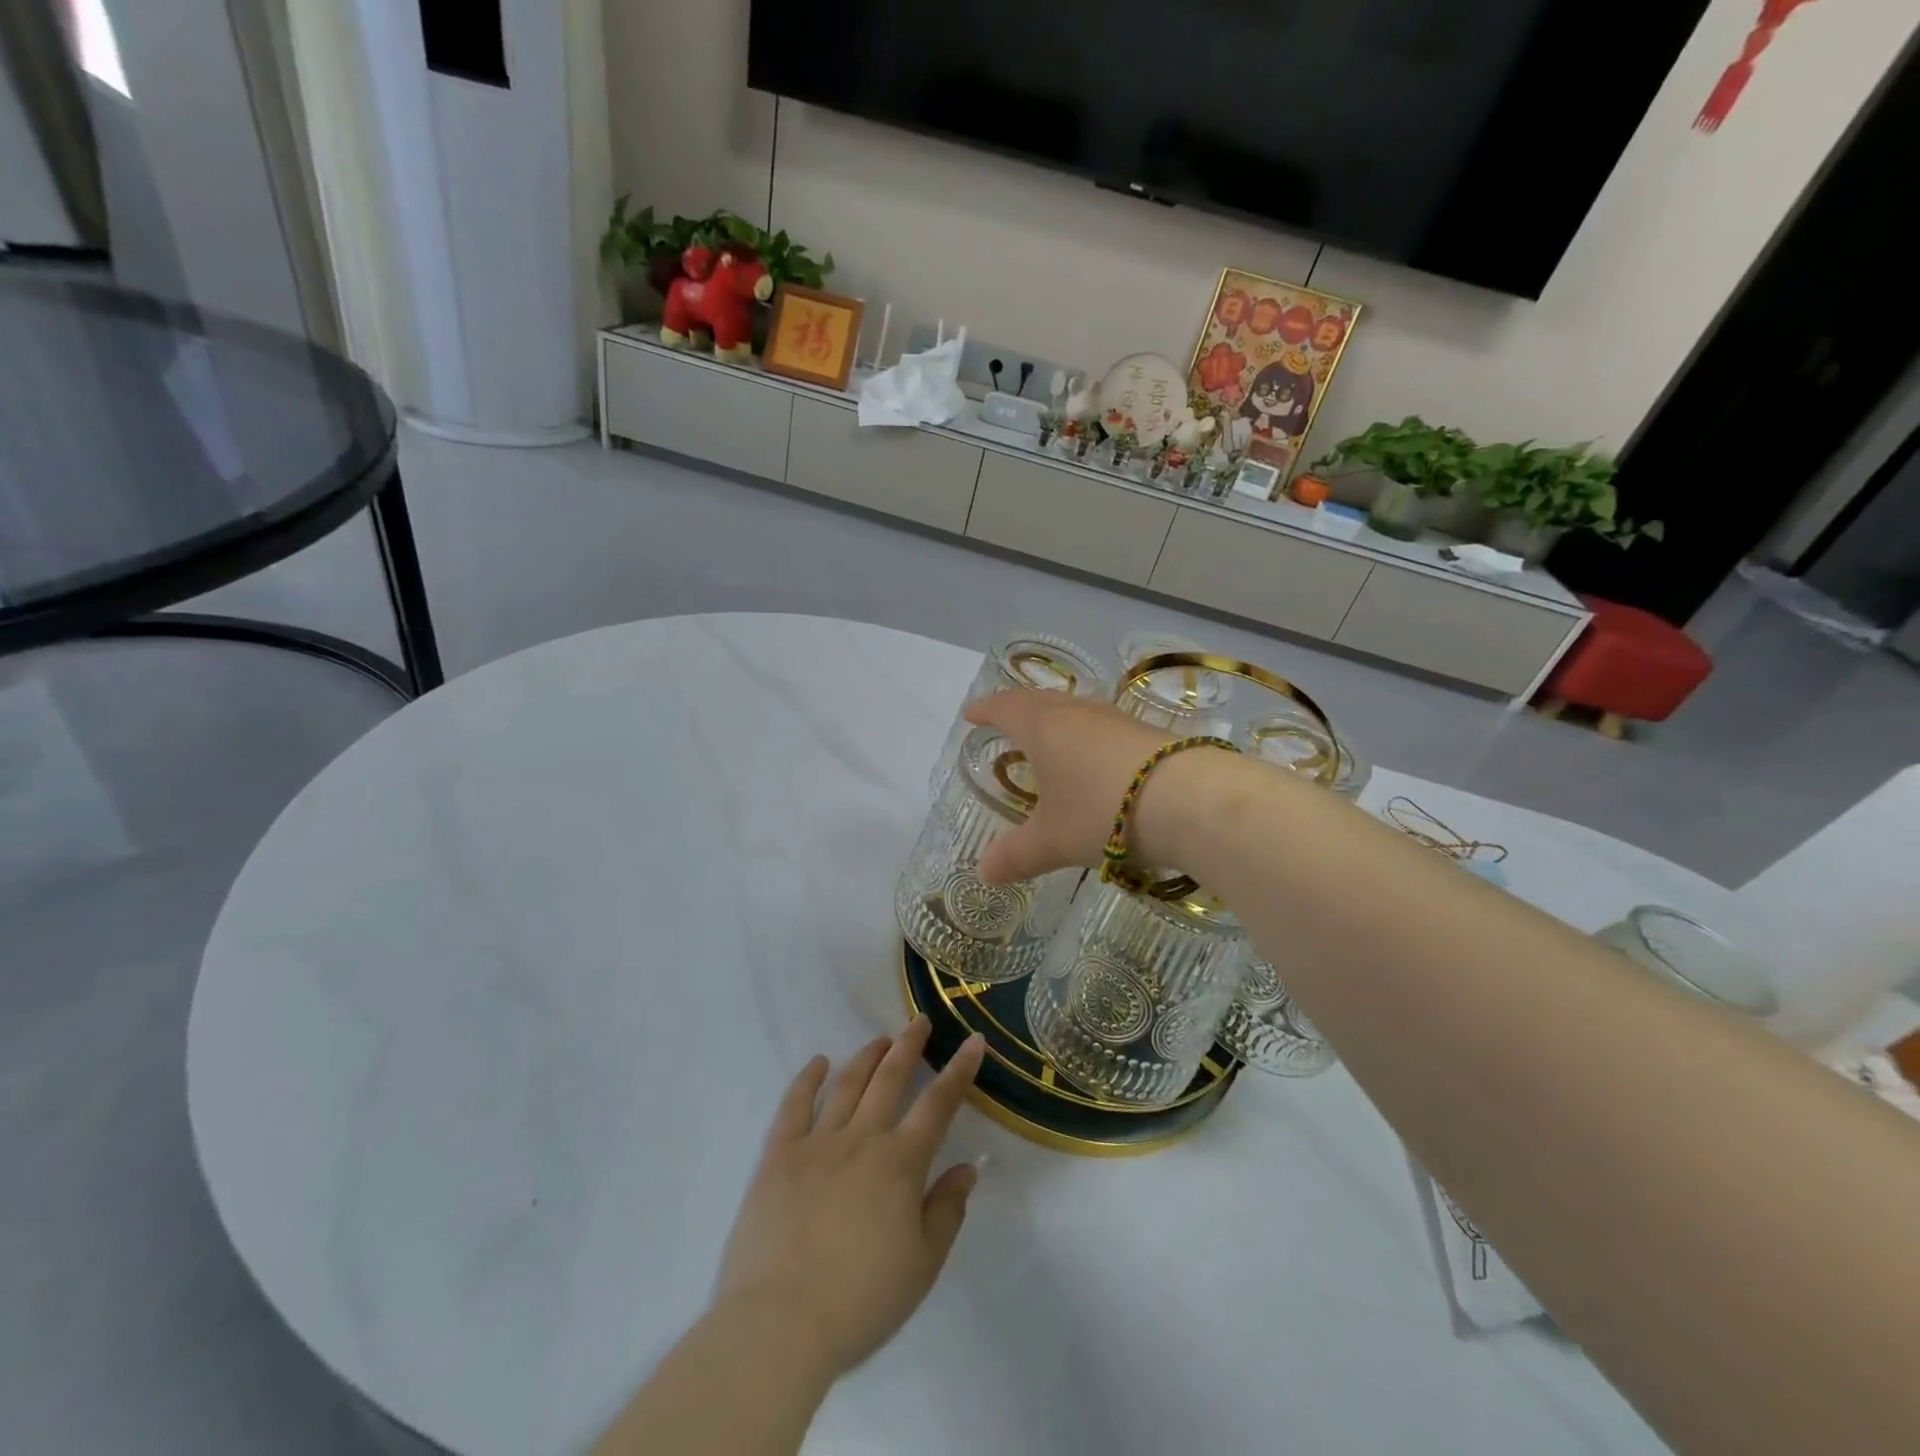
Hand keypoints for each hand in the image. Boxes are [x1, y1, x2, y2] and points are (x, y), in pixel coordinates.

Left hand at [713, 1019, 987, 1380]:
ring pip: (847, 1084)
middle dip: (909, 1046)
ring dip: (867, 1056)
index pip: (938, 1104)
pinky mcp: (779, 1155)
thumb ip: (947, 1210)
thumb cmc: (861, 1300)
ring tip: (880, 1040)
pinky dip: (807, 1079)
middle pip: (890, 1078)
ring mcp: (817, 1141)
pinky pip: (794, 1105)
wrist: (781, 1323)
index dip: (959, 1070)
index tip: (973, 1041)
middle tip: (920, 1022)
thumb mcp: (922, 1265)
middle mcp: (862, 1138)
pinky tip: (819, 1062)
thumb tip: (968, 1168)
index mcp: (901, 1162)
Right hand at [963, 689, 1235, 883]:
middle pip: (1040, 701)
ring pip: (1077, 712)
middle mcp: (1078, 714)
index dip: (985, 710)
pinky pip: (1104, 728)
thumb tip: (983, 873)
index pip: (1005, 707)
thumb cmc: (1102, 811)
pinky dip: (1088, 738)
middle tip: (1006, 723)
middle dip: (1019, 710)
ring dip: (1057, 722)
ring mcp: (1117, 721)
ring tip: (1050, 741)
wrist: (1191, 800)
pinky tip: (1097, 762)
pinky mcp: (1148, 735)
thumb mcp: (1053, 840)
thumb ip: (1016, 855)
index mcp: (1044, 728)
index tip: (971, 714)